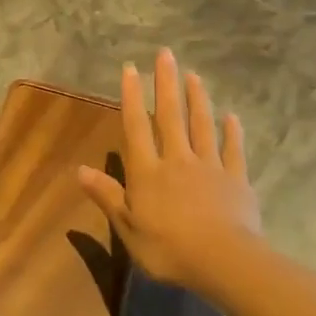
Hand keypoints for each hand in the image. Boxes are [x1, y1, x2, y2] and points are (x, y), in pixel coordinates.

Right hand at [77, 48, 265, 296]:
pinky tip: (232, 117)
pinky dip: (232, 133)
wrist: (224, 261)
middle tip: (166, 54)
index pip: (136, 127)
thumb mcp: (128, 228)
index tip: (131, 68)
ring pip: (202, 126)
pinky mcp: (236, 180)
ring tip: (194, 75)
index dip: (132, 97)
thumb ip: (107, 196)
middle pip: (171, 116)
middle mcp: (177, 160)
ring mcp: (210, 167)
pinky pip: (233, 151)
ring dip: (197, 99)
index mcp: (148, 172)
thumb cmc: (168, 249)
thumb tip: (79, 170)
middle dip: (166, 84)